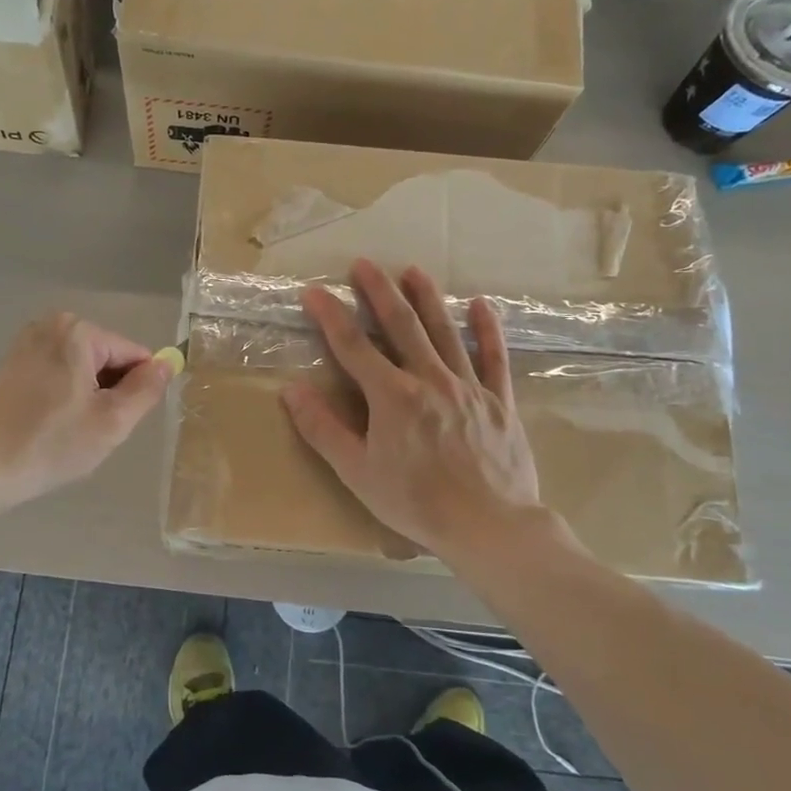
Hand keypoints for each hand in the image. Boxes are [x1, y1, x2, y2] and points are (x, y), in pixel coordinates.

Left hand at [0, 313, 174, 510]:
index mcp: (78, 331)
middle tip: (90, 430)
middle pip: (107, 358)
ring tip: (68, 431)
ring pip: (83, 369)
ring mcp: (26, 342)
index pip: (134, 354)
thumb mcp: (112, 422)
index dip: (137, 390)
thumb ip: (147, 389)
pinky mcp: (11, 363)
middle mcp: (51, 325)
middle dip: (109, 393)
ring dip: (87, 398)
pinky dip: (64, 397)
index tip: (120, 422)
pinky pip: (58, 374)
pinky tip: (49, 425)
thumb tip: (167, 363)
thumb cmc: (50, 445)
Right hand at [283, 259, 543, 559]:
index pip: (353, 346)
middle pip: (400, 326)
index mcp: (391, 396)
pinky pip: (493, 358)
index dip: (330, 316)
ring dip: (427, 299)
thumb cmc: (416, 503)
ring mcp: (467, 386)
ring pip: (444, 332)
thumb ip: (323, 429)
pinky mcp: (498, 401)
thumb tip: (292, 390)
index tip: (313, 292)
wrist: (490, 526)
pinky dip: (487, 330)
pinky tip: (481, 305)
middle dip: (379, 292)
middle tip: (365, 264)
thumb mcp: (357, 473)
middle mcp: (429, 379)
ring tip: (413, 271)